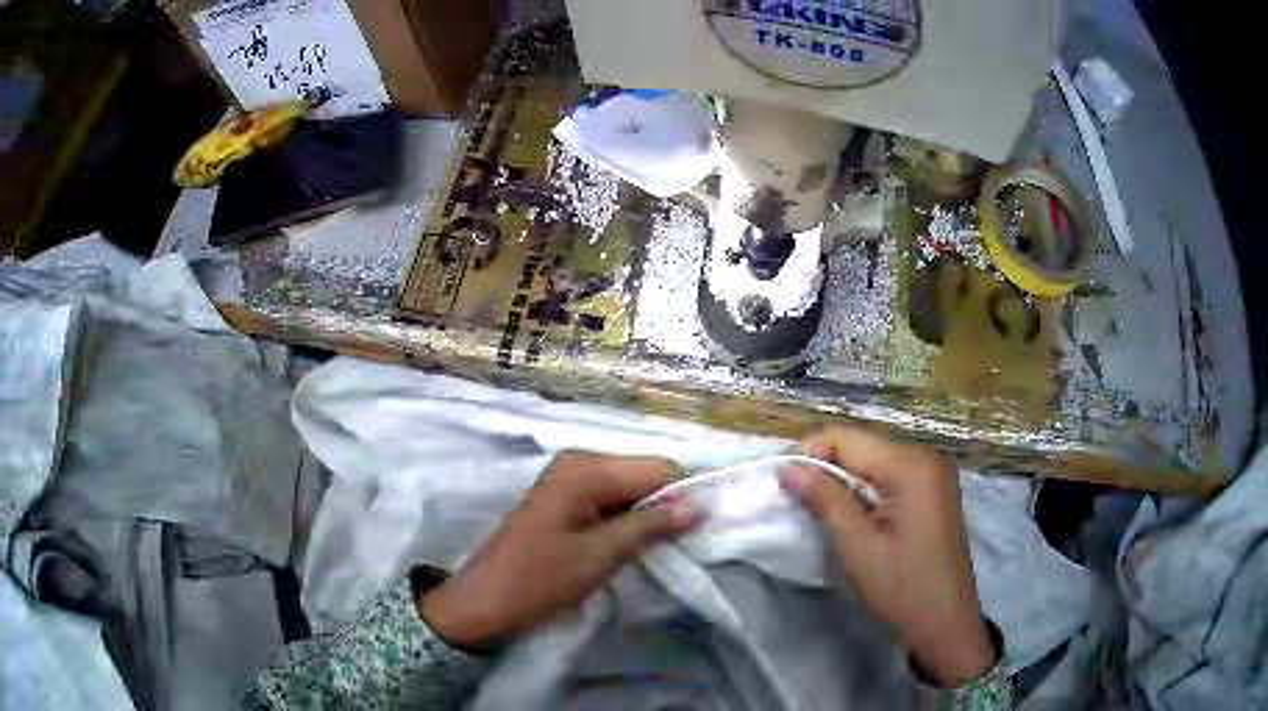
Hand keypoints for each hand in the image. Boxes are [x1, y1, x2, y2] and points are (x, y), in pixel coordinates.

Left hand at [419, 452, 700, 649]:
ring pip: (629, 491)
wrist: (482, 605)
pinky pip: (610, 503)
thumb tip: (699, 505)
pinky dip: (627, 523)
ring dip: (648, 518)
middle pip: (643, 475)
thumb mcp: (599, 556)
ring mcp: (568, 481)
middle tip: (684, 545)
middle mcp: (578, 463)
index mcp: (585, 468)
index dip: (686, 494)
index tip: (708, 527)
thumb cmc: (537, 581)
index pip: (657, 467)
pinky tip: (632, 547)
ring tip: (661, 551)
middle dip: (667, 507)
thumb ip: (650, 526)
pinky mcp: (564, 501)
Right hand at [781, 426, 995, 686]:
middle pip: (861, 444)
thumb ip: (825, 500)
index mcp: (911, 465)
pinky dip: (866, 489)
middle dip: (827, 468)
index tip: (785, 487)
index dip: (810, 455)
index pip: (846, 437)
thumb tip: (788, 468)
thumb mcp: (858, 547)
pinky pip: (890, 474)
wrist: (946, 624)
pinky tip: (856, 516)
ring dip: (844, 480)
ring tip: (825, 513)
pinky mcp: (934, 489)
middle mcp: (926, 456)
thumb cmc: (902, 589)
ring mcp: (934, 472)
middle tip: (801, 503)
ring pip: (874, 459)